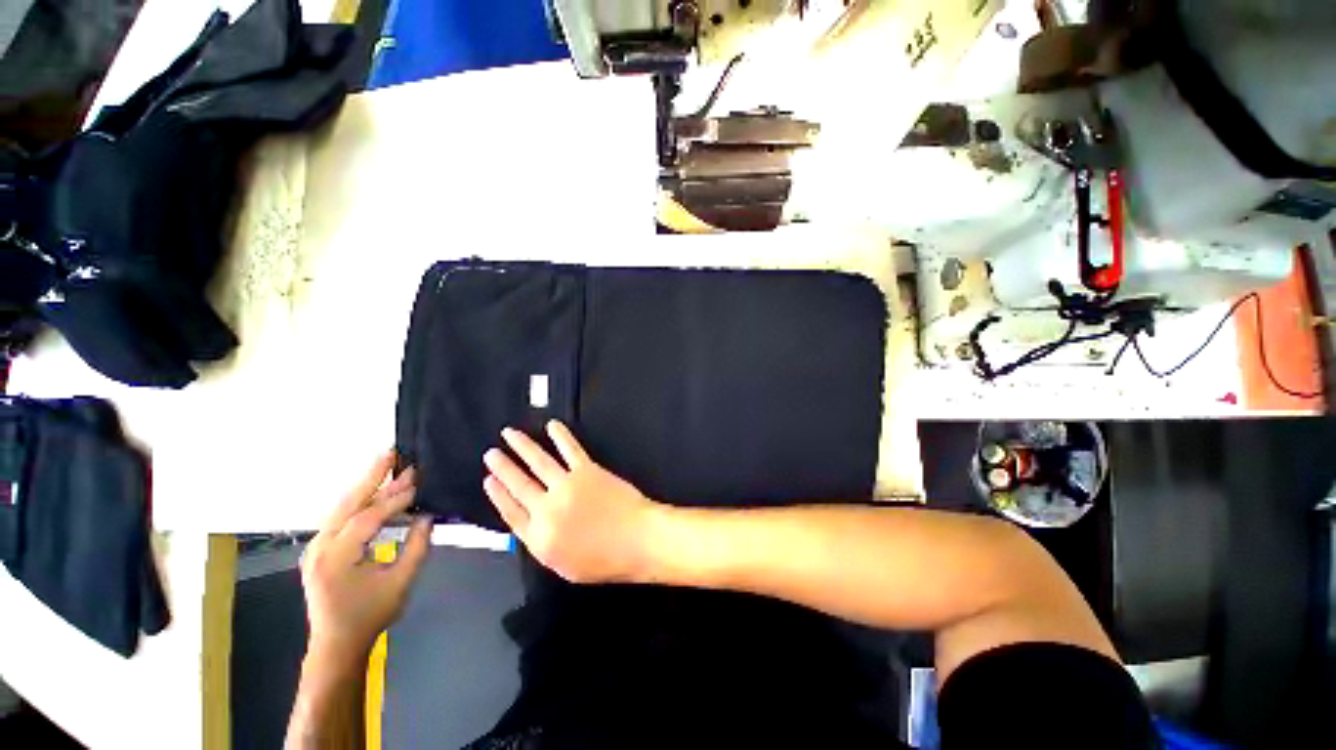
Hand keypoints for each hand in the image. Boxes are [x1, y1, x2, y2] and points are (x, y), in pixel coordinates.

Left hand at [300, 453, 431, 662]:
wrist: (336, 644)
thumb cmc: (370, 616)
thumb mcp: (401, 582)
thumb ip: (417, 546)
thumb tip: (428, 516)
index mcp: (337, 558)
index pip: (368, 518)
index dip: (395, 499)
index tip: (418, 482)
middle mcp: (320, 548)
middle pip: (348, 504)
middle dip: (372, 477)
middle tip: (392, 453)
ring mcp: (315, 548)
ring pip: (342, 508)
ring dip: (366, 487)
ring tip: (386, 466)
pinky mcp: (319, 551)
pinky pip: (340, 518)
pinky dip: (359, 502)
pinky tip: (374, 493)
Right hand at [483, 421, 661, 583]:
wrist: (636, 539)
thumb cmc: (605, 560)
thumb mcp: (566, 566)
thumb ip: (545, 545)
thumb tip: (535, 527)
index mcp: (539, 538)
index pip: (511, 513)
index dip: (498, 495)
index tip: (488, 480)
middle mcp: (547, 509)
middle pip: (519, 484)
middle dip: (503, 467)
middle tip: (491, 453)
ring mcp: (566, 486)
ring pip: (538, 461)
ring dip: (522, 445)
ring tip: (509, 434)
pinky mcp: (586, 470)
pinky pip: (570, 449)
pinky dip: (560, 435)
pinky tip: (552, 425)